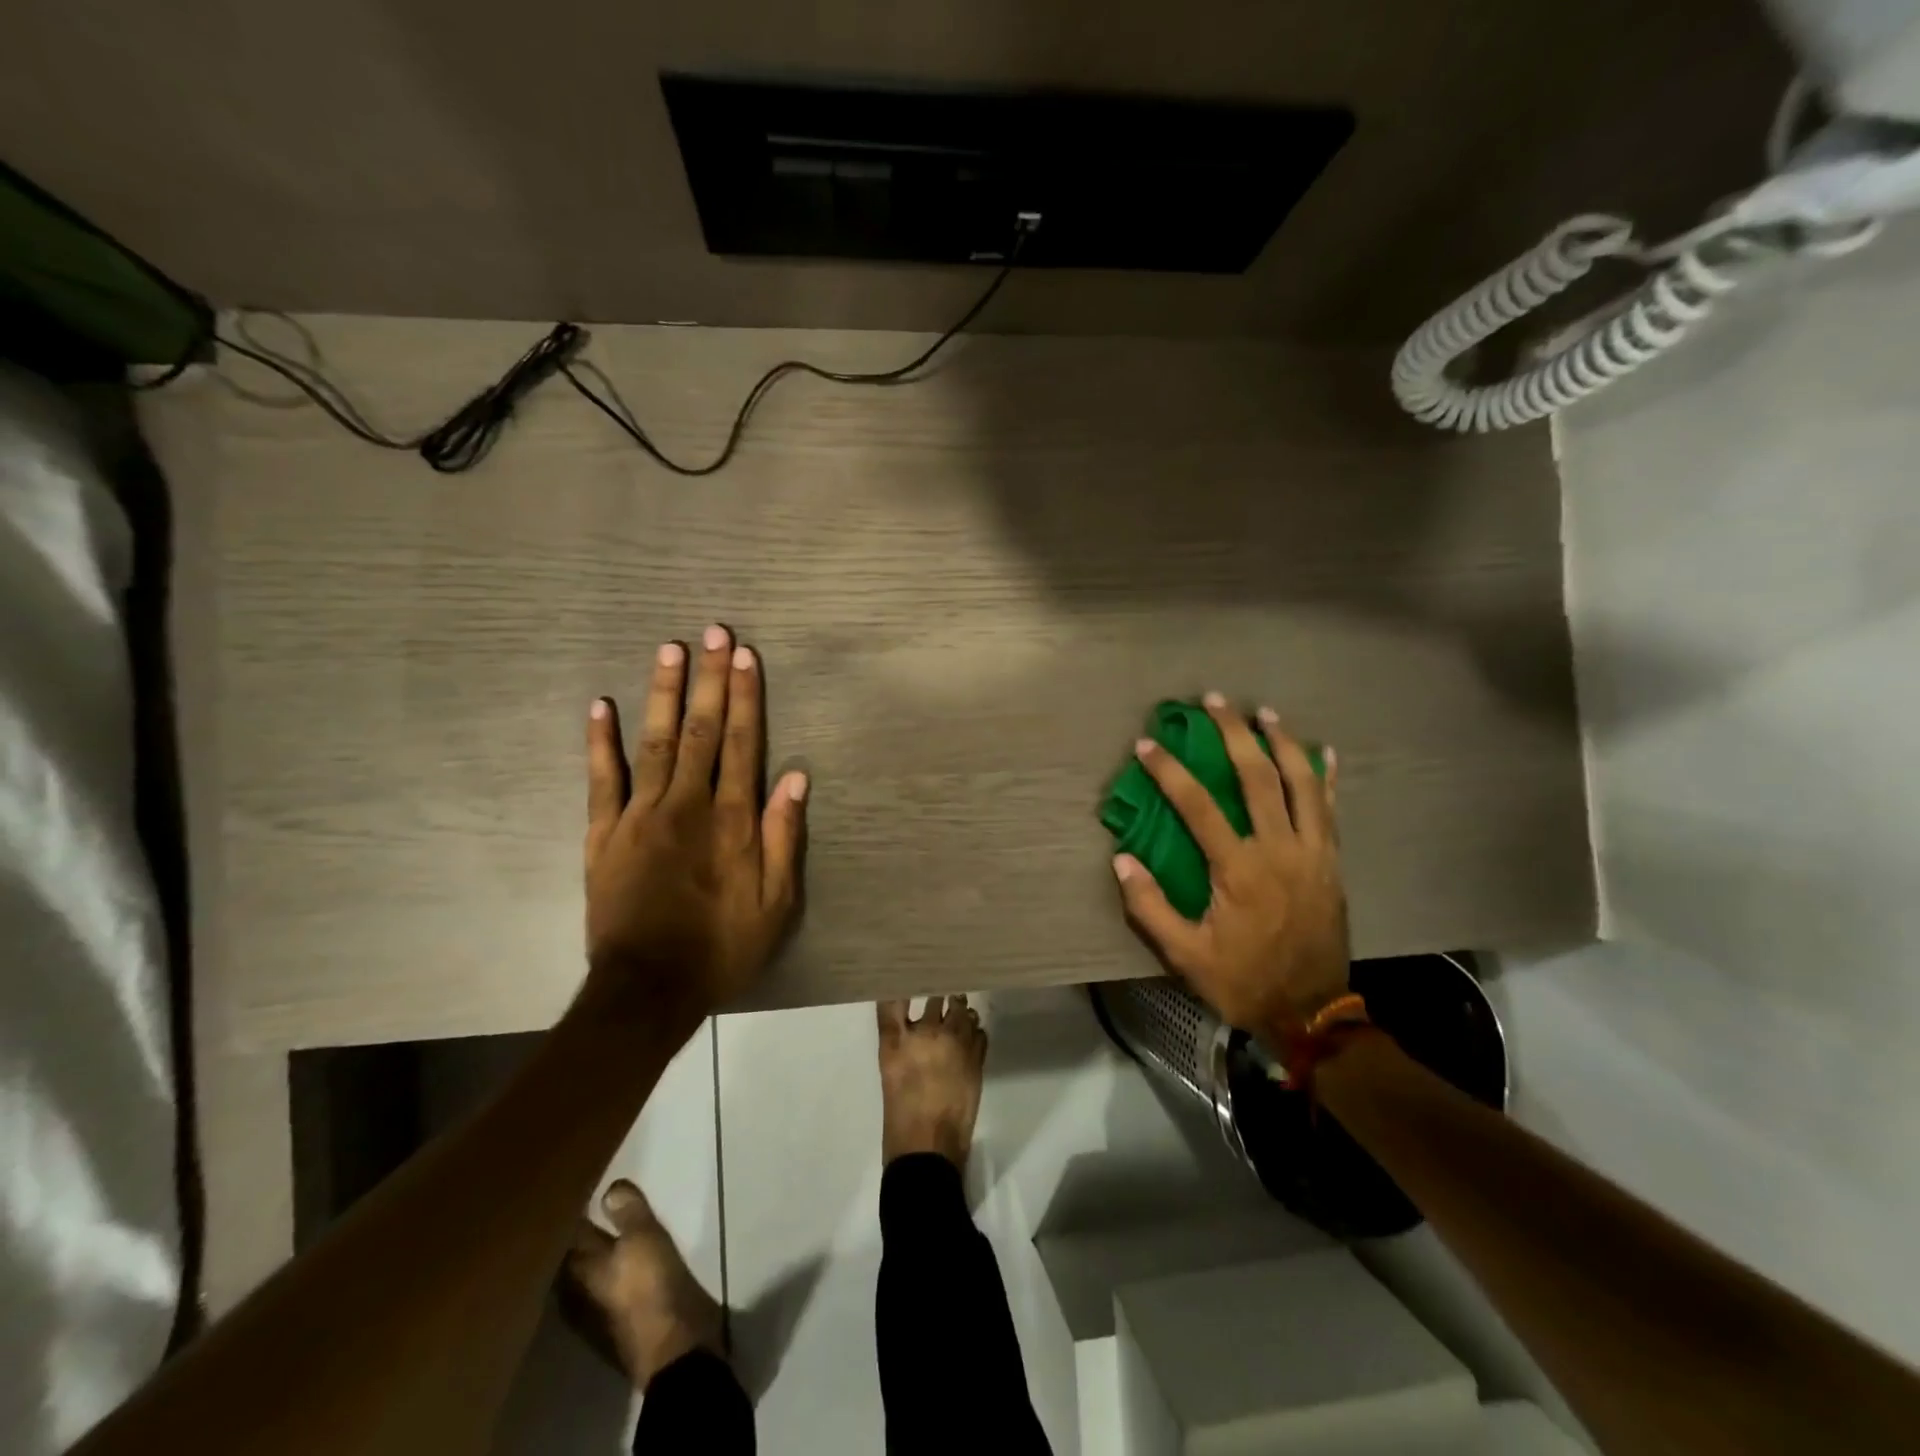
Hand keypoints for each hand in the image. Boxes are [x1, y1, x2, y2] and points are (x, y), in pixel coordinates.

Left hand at [583, 624, 807, 1019]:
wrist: (648, 989)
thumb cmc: (722, 945)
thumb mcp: (775, 902)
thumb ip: (783, 835)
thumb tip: (795, 775)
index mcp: (732, 820)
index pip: (743, 744)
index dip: (746, 697)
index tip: (745, 656)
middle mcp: (688, 805)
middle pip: (701, 730)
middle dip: (709, 679)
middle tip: (712, 632)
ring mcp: (640, 815)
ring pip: (654, 742)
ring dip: (662, 693)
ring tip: (668, 649)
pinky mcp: (604, 834)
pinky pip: (601, 779)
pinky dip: (600, 741)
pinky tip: (600, 705)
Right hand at [1112, 696, 1349, 1033]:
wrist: (1311, 1012)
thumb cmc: (1242, 981)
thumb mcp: (1186, 955)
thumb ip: (1150, 906)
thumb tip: (1122, 859)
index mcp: (1239, 870)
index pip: (1199, 807)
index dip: (1171, 772)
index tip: (1148, 744)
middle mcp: (1279, 850)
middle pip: (1258, 778)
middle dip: (1234, 735)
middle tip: (1214, 702)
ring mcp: (1312, 853)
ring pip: (1302, 784)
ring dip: (1282, 742)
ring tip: (1264, 712)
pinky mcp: (1332, 862)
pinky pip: (1330, 810)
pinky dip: (1326, 778)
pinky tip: (1323, 751)